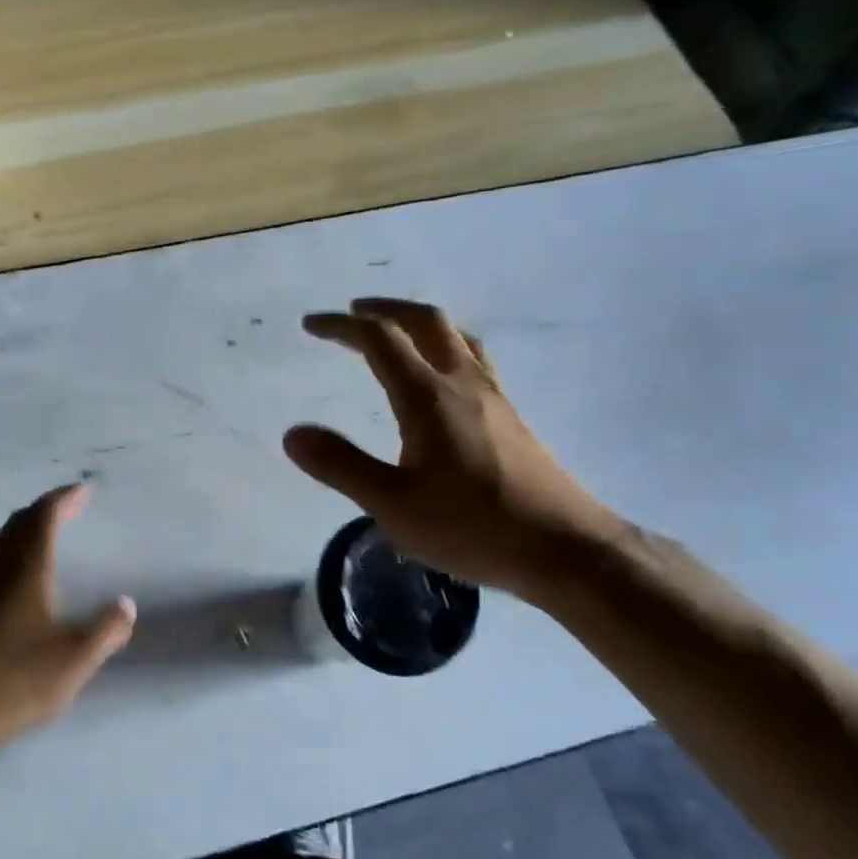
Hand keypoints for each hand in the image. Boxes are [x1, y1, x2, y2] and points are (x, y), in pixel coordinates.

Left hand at [0, 484, 135, 757]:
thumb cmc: (16, 680)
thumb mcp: (76, 658)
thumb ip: (106, 629)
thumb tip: (126, 604)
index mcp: (25, 568)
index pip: (44, 517)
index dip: (64, 499)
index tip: (83, 489)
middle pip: (18, 523)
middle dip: (44, 510)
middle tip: (68, 508)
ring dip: (22, 529)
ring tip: (42, 535)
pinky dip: (8, 552)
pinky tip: (13, 579)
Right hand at [284, 297, 623, 597]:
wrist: (565, 549)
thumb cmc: (473, 527)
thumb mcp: (393, 505)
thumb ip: (341, 466)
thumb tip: (292, 434)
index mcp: (428, 398)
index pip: (379, 340)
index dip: (342, 326)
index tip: (312, 324)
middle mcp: (463, 385)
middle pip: (424, 322)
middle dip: (384, 310)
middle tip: (353, 312)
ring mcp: (494, 398)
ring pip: (456, 337)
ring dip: (418, 324)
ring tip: (395, 333)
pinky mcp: (511, 418)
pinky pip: (474, 360)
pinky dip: (445, 348)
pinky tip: (442, 379)